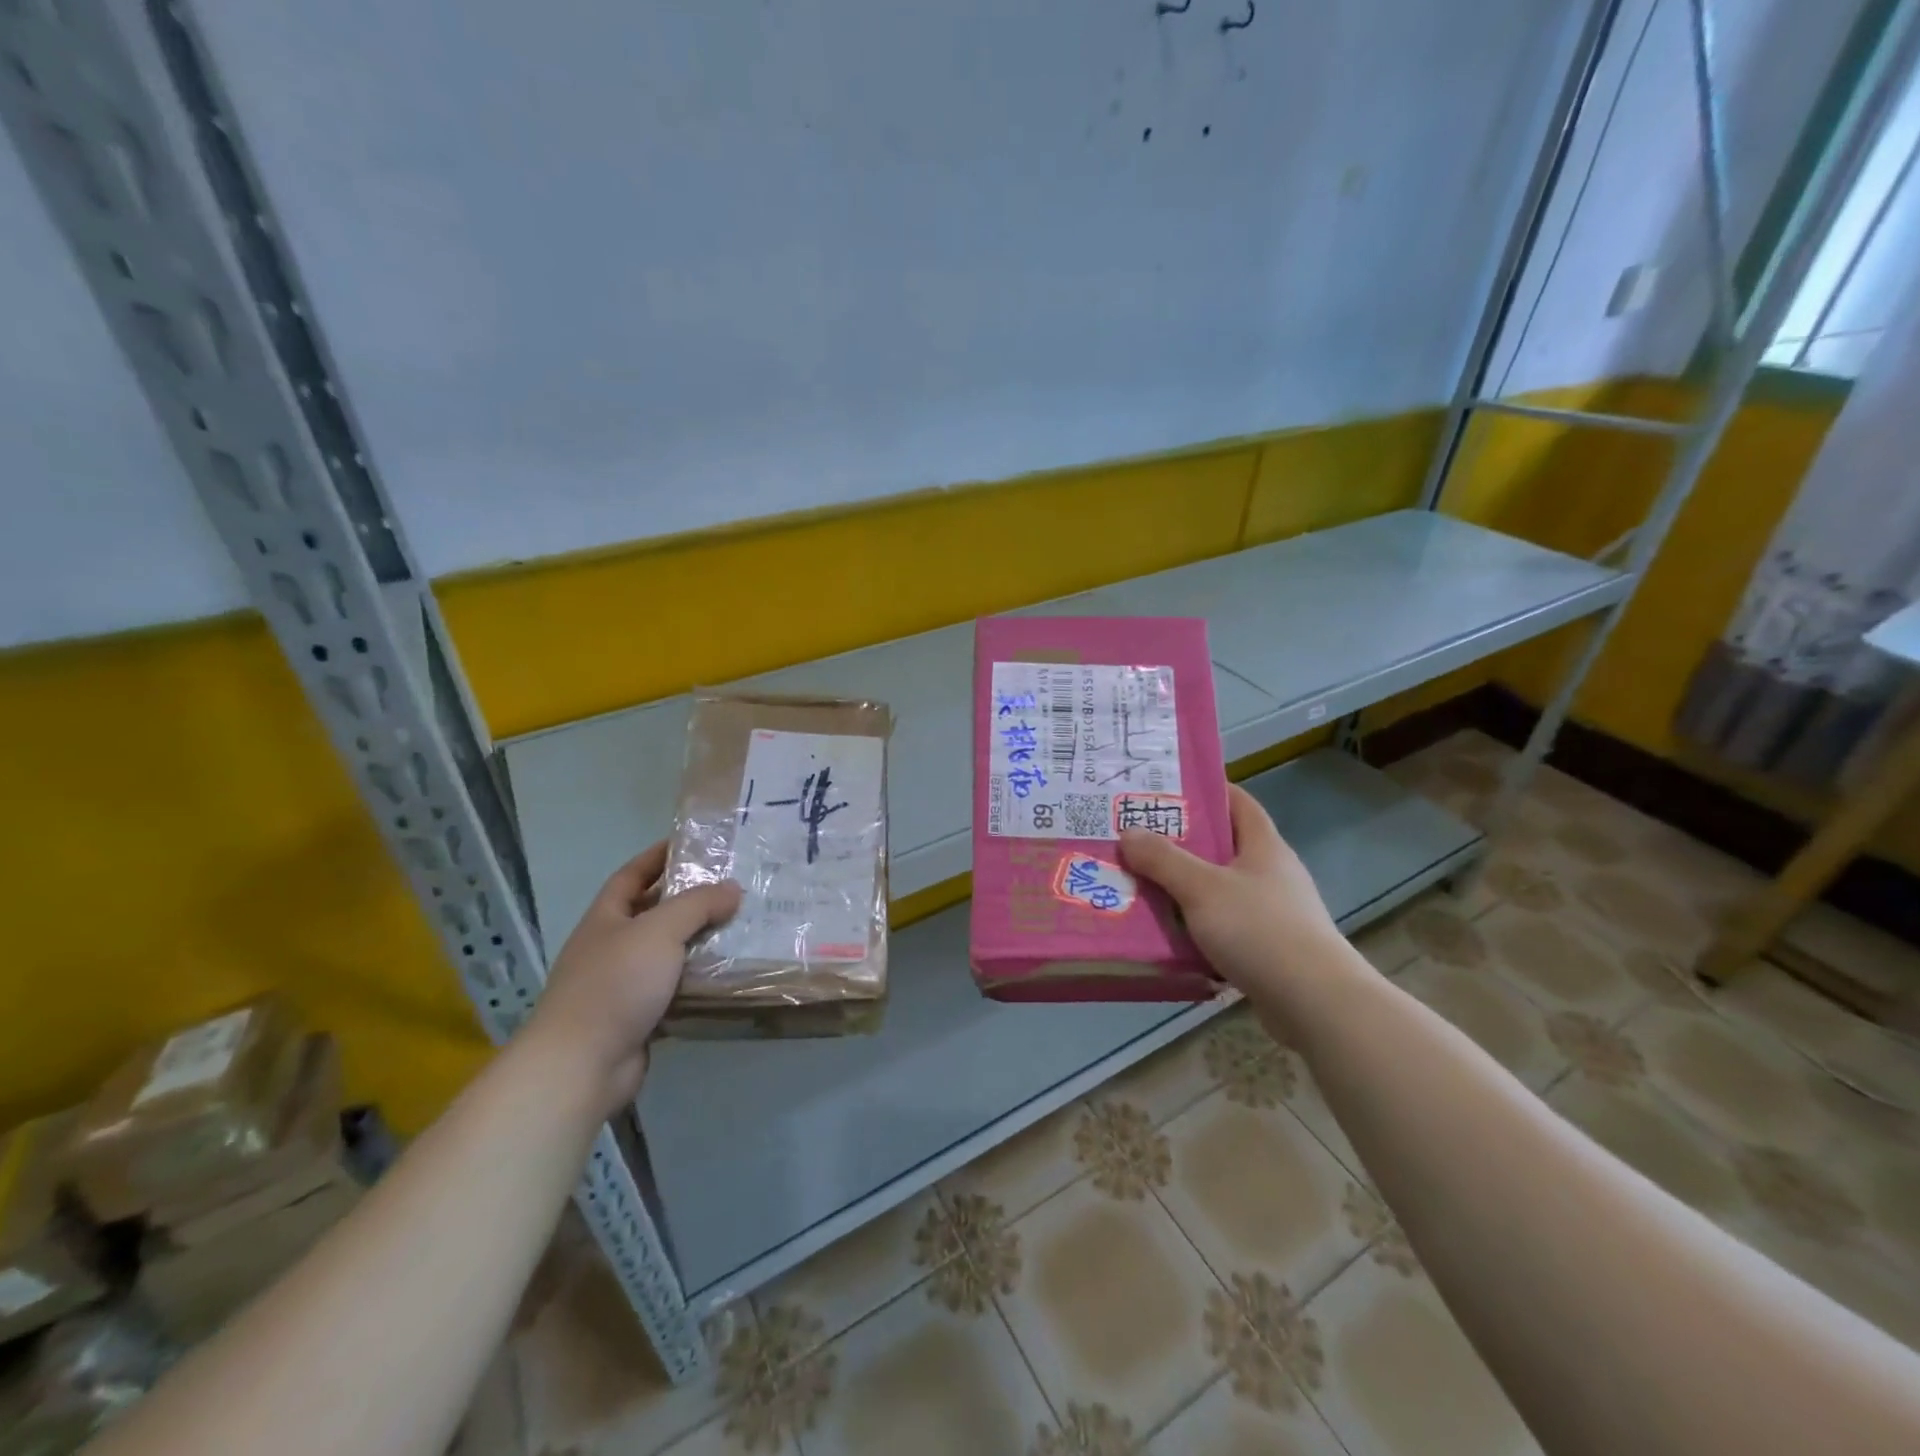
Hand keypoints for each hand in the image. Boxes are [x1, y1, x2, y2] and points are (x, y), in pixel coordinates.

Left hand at [527, 841, 740, 1112]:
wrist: (581, 1065)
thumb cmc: (615, 984)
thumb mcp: (659, 931)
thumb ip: (697, 905)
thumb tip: (733, 888)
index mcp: (606, 919)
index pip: (631, 875)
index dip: (657, 857)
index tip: (692, 844)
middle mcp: (611, 947)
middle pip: (653, 913)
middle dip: (688, 900)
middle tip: (732, 888)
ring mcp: (623, 985)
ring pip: (667, 954)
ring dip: (699, 942)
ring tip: (740, 928)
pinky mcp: (639, 1017)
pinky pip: (675, 990)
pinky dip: (698, 981)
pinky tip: (728, 975)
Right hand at [1120, 784, 1341, 999]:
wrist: (1314, 1003)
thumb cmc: (1259, 930)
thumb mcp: (1202, 888)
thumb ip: (1163, 859)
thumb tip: (1128, 832)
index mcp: (1264, 846)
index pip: (1237, 802)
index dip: (1205, 791)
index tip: (1164, 790)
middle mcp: (1271, 873)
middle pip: (1222, 847)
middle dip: (1180, 843)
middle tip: (1136, 839)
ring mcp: (1272, 912)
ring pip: (1218, 889)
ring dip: (1184, 888)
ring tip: (1140, 884)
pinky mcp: (1267, 948)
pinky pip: (1223, 926)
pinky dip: (1195, 925)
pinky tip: (1166, 933)